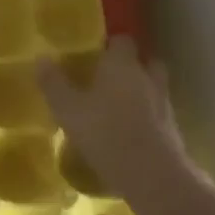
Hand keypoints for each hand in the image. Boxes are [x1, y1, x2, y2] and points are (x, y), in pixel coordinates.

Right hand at [37, 36, 192, 197]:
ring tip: (122, 107)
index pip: (122, 40)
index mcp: (122, 64)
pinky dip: (149, 117)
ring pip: (155, 87)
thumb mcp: (68, 109)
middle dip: (132, 66)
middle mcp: (147, 77)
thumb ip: (54, 83)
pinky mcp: (173, 129)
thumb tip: (41, 58)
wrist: (150, 174)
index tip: (97, 53)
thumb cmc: (104, 132)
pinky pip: (159, 114)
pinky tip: (133, 132)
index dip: (111, 44)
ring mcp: (164, 103)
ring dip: (143, 92)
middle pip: (146, 61)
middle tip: (111, 78)